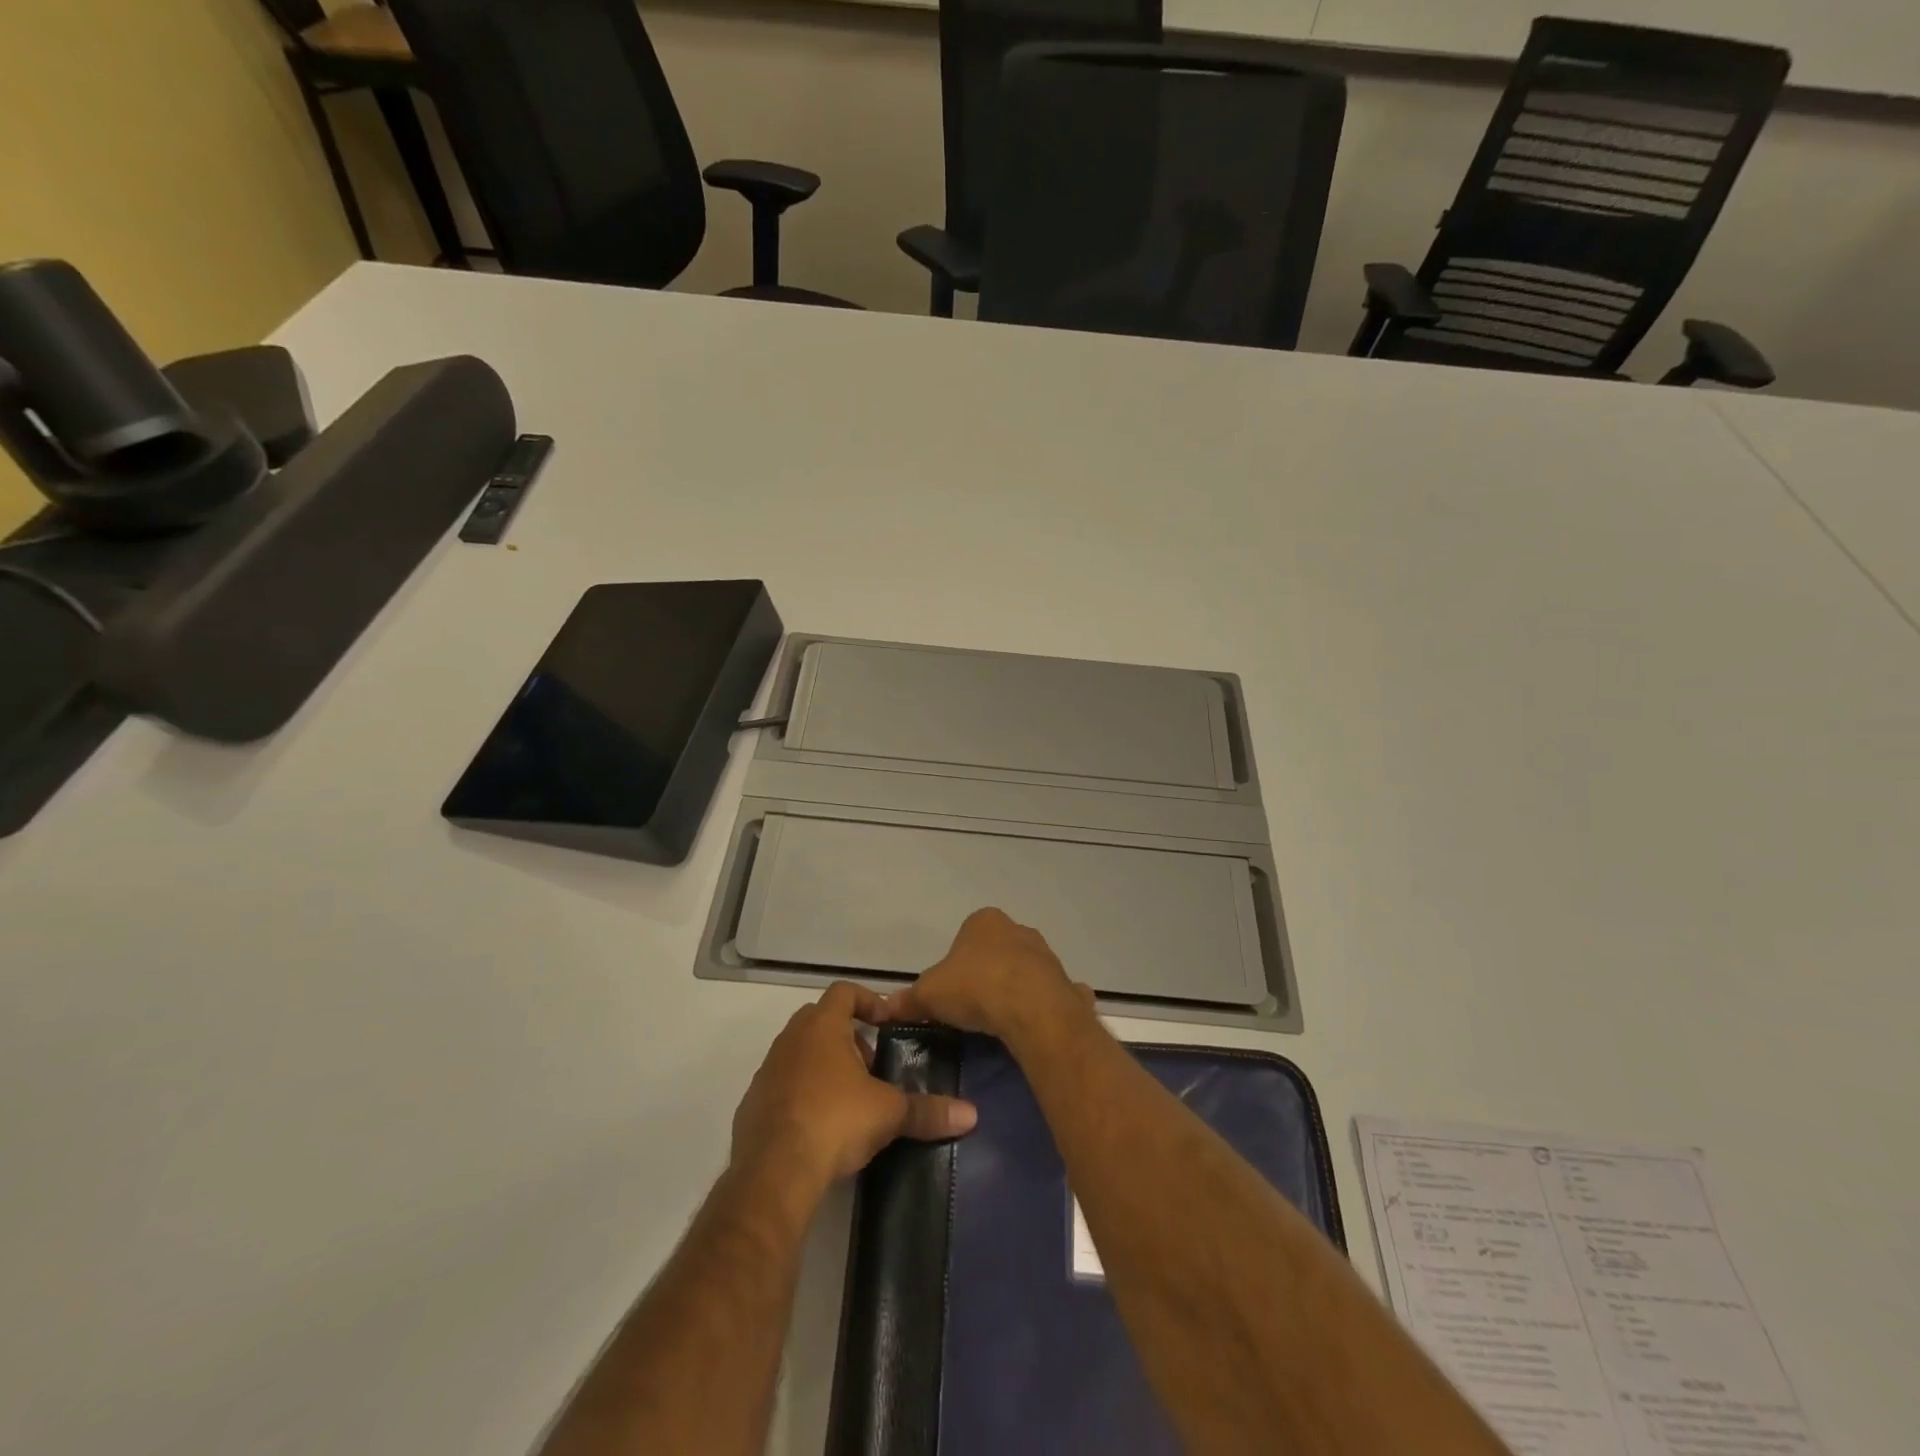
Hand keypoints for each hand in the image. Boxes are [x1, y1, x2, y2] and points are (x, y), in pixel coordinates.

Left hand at [731, 982, 977, 1198]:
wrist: (772, 1172)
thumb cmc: (834, 1121)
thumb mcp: (889, 1113)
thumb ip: (928, 1110)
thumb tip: (971, 1114)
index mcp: (821, 1026)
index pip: (844, 992)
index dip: (868, 1000)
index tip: (887, 1022)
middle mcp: (790, 1039)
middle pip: (820, 1020)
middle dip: (848, 1037)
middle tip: (872, 1064)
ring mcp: (767, 1071)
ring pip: (800, 1053)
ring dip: (824, 1065)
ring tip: (850, 1097)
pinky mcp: (752, 1105)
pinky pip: (783, 1086)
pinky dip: (802, 1094)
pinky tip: (821, 1125)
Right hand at [881, 908, 1094, 1045]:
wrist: (1032, 1009)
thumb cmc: (976, 988)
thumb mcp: (929, 993)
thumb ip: (910, 999)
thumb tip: (888, 1006)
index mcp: (984, 922)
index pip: (966, 936)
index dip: (955, 963)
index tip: (950, 991)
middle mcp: (1018, 930)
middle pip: (996, 952)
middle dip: (986, 975)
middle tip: (972, 1008)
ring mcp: (1047, 956)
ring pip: (1024, 972)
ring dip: (1014, 991)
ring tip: (998, 1024)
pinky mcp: (1066, 983)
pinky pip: (1051, 996)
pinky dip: (1043, 1009)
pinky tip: (1032, 1029)